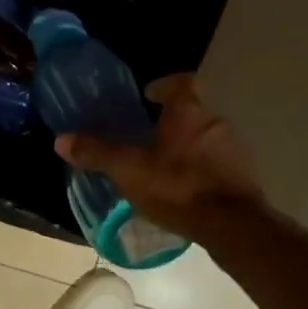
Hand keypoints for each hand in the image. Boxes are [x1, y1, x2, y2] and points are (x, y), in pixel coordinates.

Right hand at [55, 73, 265, 239]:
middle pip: (194, 112)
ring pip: (209, 138)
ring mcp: (237, 148)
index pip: (180, 83)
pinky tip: (191, 190)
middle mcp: (216, 121)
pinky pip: (222, 164)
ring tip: (169, 167)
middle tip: (151, 138)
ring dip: (191, 147)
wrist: (233, 225)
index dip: (164, 86)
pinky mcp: (247, 175)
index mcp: (188, 111)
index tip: (149, 97)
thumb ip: (97, 153)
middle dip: (174, 122)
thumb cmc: (177, 186)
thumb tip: (61, 139)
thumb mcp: (128, 170)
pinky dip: (206, 170)